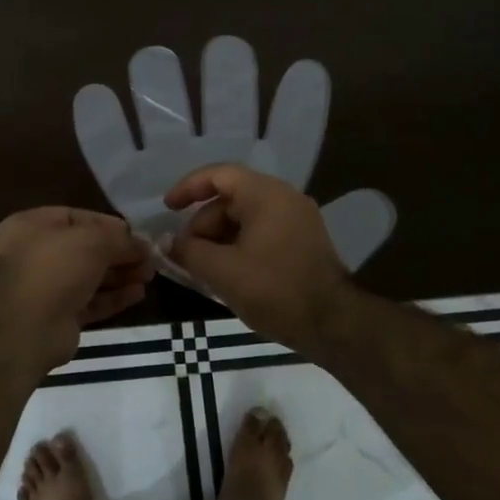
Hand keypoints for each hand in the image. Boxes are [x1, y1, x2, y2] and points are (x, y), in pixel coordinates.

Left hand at [0, 207, 155, 369]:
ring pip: (89, 276)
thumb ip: (121, 239)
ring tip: (150, 275)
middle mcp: (34, 254)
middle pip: (84, 249)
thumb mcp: (94, 240)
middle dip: (119, 253)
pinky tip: (138, 294)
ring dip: (120, 275)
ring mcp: (45, 288)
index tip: (136, 233)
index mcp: (30, 226)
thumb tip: (144, 245)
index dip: (107, 224)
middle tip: (149, 258)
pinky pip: (90, 301)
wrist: (29, 328)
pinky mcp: (57, 316)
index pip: (75, 217)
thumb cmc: (56, 267)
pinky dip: (113, 297)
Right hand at [165, 164, 354, 350]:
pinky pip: (261, 232)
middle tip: (185, 254)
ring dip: (219, 238)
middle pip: (231, 198)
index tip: (167, 208)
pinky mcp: (302, 242)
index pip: (219, 175)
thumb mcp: (223, 272)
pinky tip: (226, 273)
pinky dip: (238, 245)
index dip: (188, 187)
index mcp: (266, 195)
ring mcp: (297, 220)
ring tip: (202, 269)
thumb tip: (166, 243)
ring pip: (245, 218)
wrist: (333, 324)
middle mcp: (284, 198)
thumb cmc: (275, 290)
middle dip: (202, 224)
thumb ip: (189, 252)